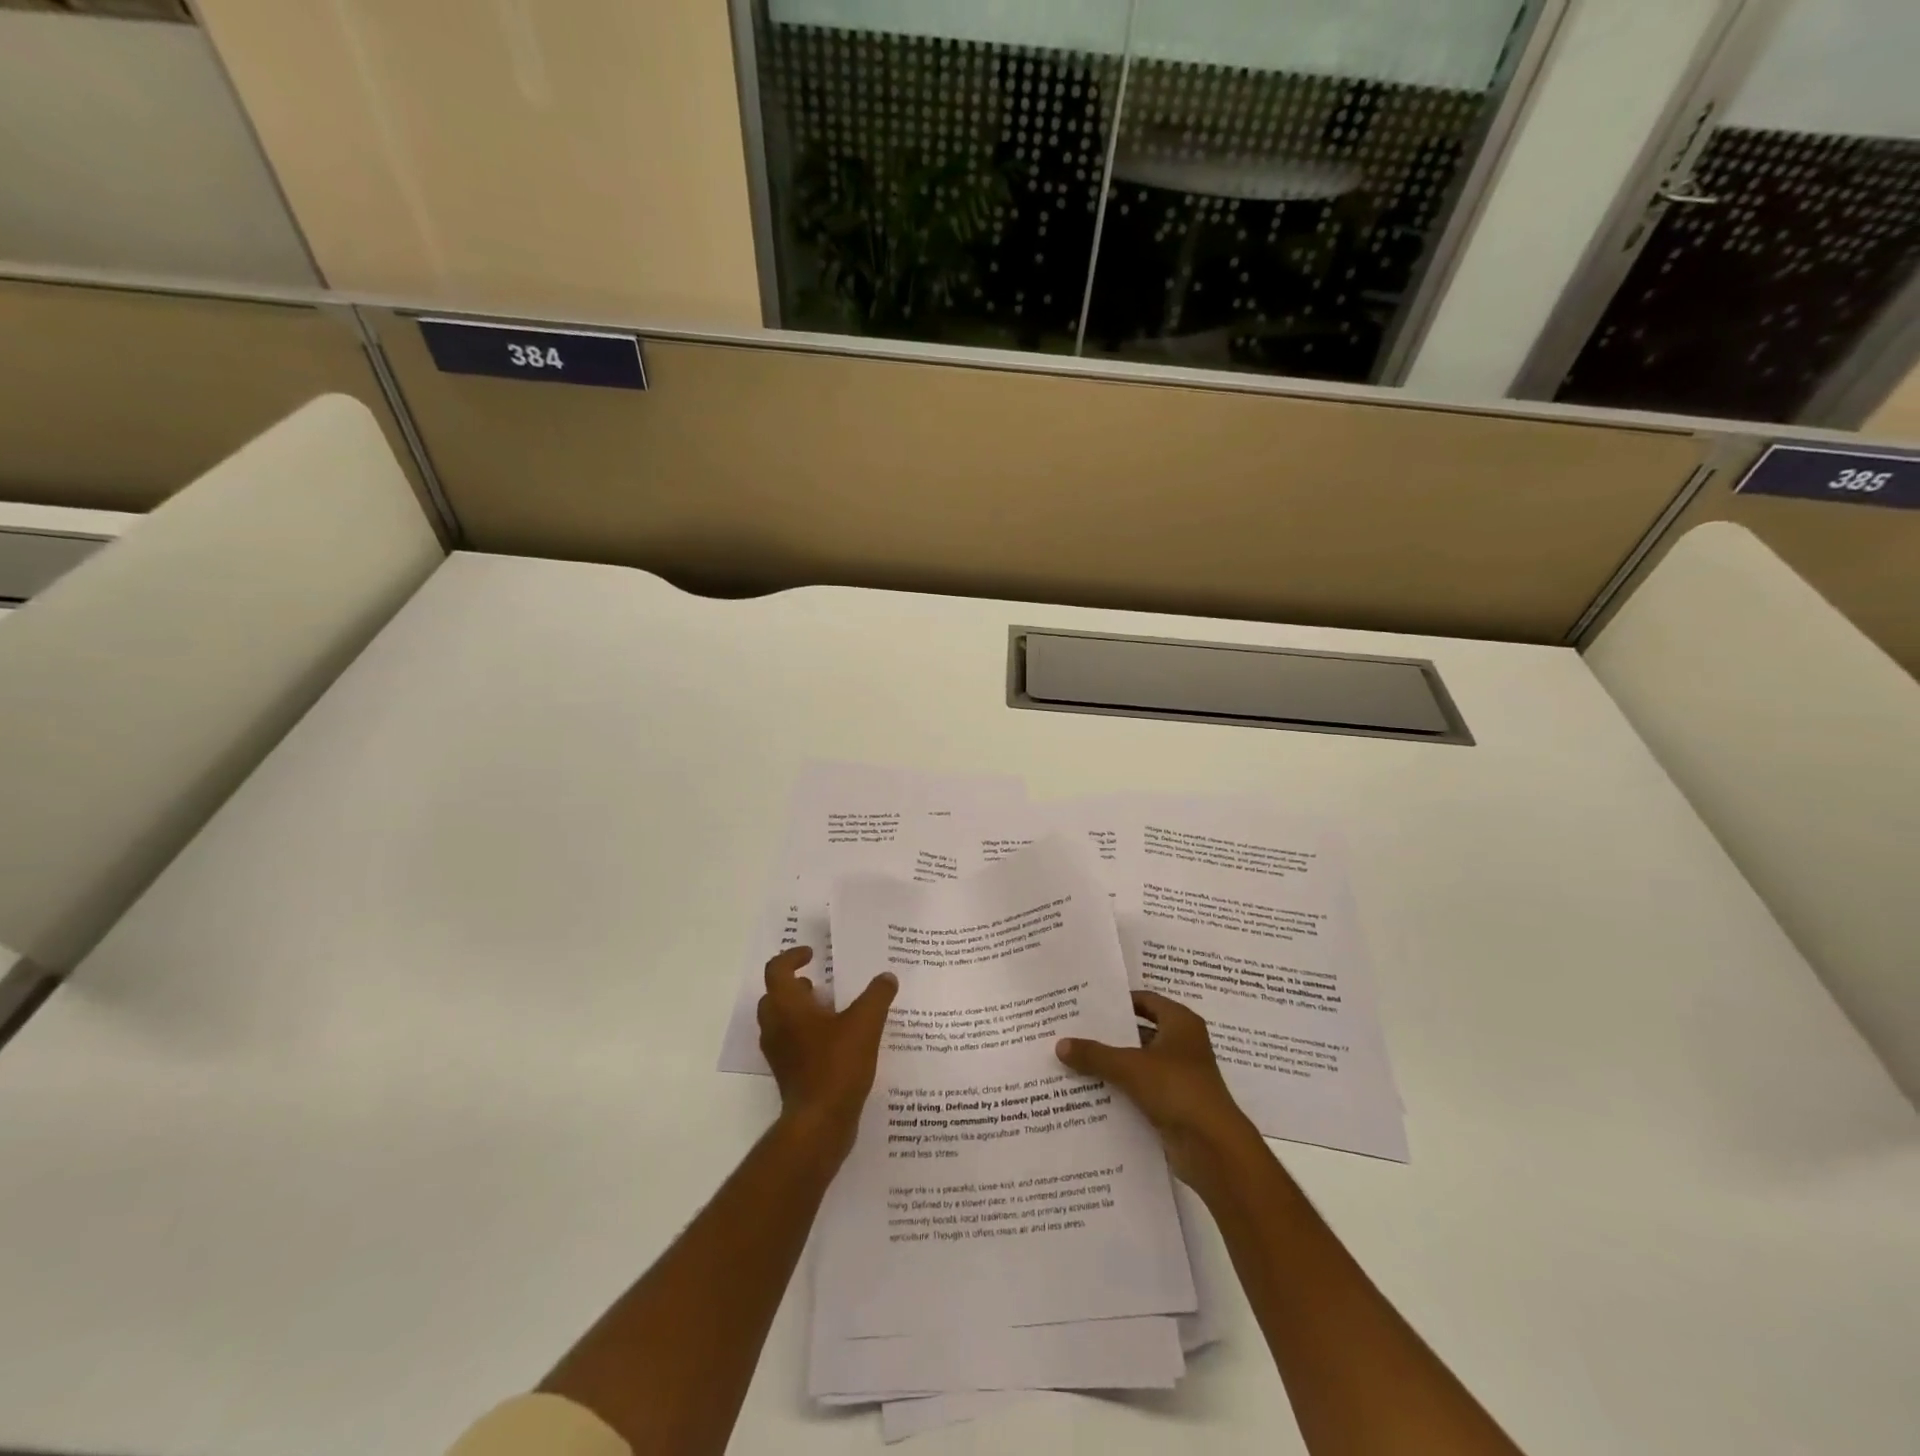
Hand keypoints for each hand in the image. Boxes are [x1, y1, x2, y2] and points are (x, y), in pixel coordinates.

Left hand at [757, 947, 896, 1162]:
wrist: (820, 1124)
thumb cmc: (837, 1065)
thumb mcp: (865, 1023)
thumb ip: (877, 995)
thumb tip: (887, 977)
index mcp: (787, 1007)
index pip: (777, 970)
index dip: (792, 956)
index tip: (813, 954)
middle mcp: (776, 1027)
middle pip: (775, 995)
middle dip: (796, 985)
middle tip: (821, 983)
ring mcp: (779, 1053)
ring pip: (782, 1021)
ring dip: (802, 1010)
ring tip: (834, 1010)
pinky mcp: (788, 1074)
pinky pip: (792, 1043)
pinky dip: (808, 1034)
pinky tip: (838, 1041)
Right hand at [1056, 990, 1261, 1194]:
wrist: (1214, 1149)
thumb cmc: (1177, 1089)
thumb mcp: (1130, 1067)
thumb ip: (1095, 1054)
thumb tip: (1060, 1044)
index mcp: (1180, 1023)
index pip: (1146, 1001)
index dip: (1119, 1001)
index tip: (1087, 1004)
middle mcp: (1182, 1045)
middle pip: (1139, 1032)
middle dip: (1109, 1035)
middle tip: (1073, 1031)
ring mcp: (1180, 1077)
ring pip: (1139, 1064)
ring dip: (1113, 1065)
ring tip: (1074, 1061)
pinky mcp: (1174, 1106)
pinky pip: (1141, 1091)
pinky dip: (1121, 1091)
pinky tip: (1090, 1092)